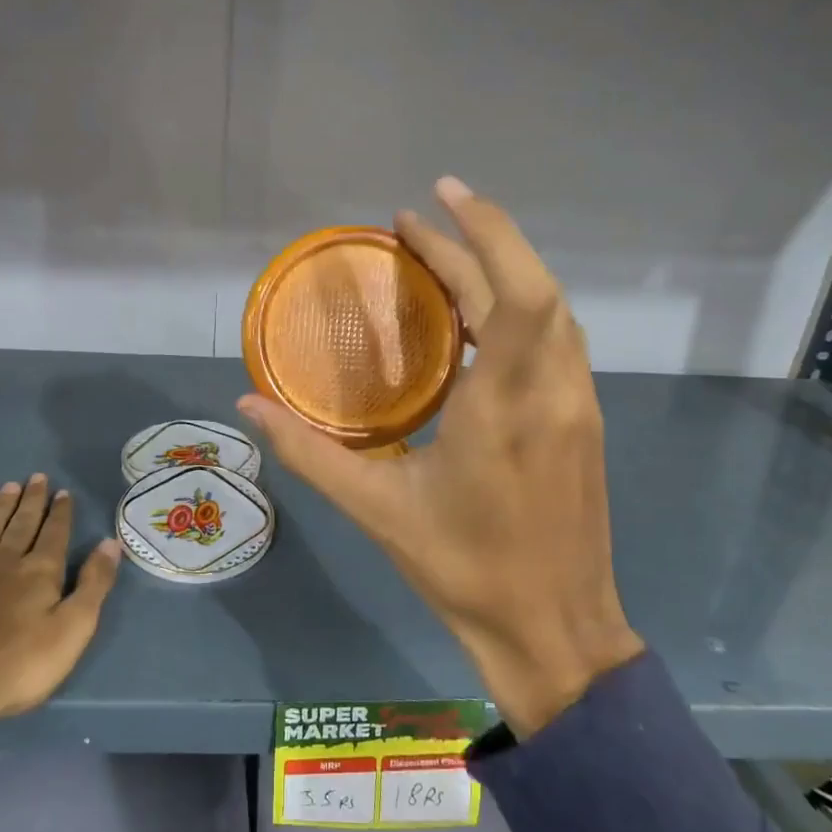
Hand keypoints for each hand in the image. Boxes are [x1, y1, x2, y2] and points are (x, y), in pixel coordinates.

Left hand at [0, 475, 120, 831]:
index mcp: (38, 574)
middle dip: (31, 502)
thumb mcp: (72, 630)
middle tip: (36, 477)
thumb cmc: (15, 668)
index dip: (60, 514)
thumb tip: (110, 543)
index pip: (54, 535)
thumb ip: (93, 585)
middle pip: (20, 526)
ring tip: (7, 487)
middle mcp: (1, 564)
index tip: (63, 491)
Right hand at [240, 178, 642, 740]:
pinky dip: (517, 308)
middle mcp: (552, 391)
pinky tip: (476, 319)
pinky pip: (554, 340)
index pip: (518, 294)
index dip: (486, 232)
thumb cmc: (465, 571)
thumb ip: (309, 454)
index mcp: (505, 407)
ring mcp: (577, 404)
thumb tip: (248, 406)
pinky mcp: (583, 419)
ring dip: (499, 271)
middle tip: (412, 224)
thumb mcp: (377, 511)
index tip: (436, 198)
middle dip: (474, 242)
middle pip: (530, 288)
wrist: (556, 632)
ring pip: (550, 311)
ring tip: (439, 258)